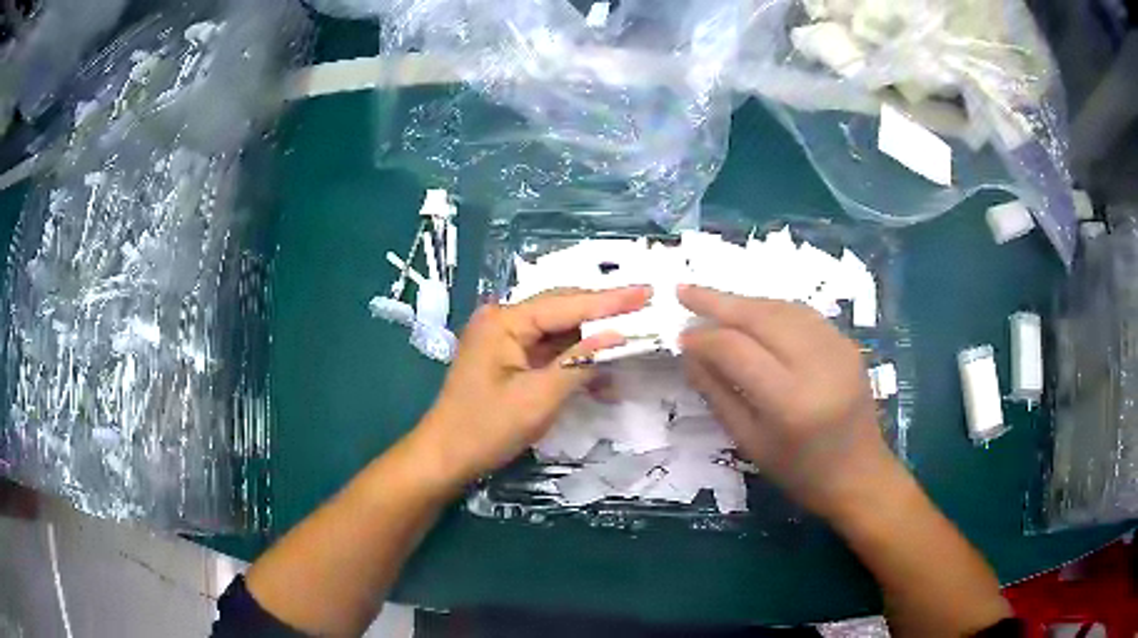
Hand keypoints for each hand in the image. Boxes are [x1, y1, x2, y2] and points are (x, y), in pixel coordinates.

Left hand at [413, 287, 650, 488]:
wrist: (446, 456)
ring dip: (592, 342)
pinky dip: (575, 361)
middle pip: (562, 310)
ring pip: (559, 331)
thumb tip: (620, 335)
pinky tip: (602, 375)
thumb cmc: (486, 428)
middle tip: (646, 308)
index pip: (567, 304)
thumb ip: (580, 363)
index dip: (610, 300)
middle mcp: (503, 320)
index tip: (647, 291)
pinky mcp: (508, 358)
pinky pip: (549, 351)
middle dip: (604, 314)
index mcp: (505, 321)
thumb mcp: (539, 398)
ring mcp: (504, 339)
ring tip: (632, 343)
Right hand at [678, 285, 894, 516]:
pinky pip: (802, 314)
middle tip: (684, 291)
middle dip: (718, 301)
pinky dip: (772, 309)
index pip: (736, 350)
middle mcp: (817, 365)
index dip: (704, 338)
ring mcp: (838, 348)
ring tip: (713, 301)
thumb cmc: (799, 472)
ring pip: (782, 308)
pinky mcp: (848, 343)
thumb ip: (717, 393)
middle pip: (761, 317)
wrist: (859, 473)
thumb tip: (690, 353)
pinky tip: (753, 313)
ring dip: (744, 302)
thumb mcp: (749, 441)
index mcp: (789, 402)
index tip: (681, 336)